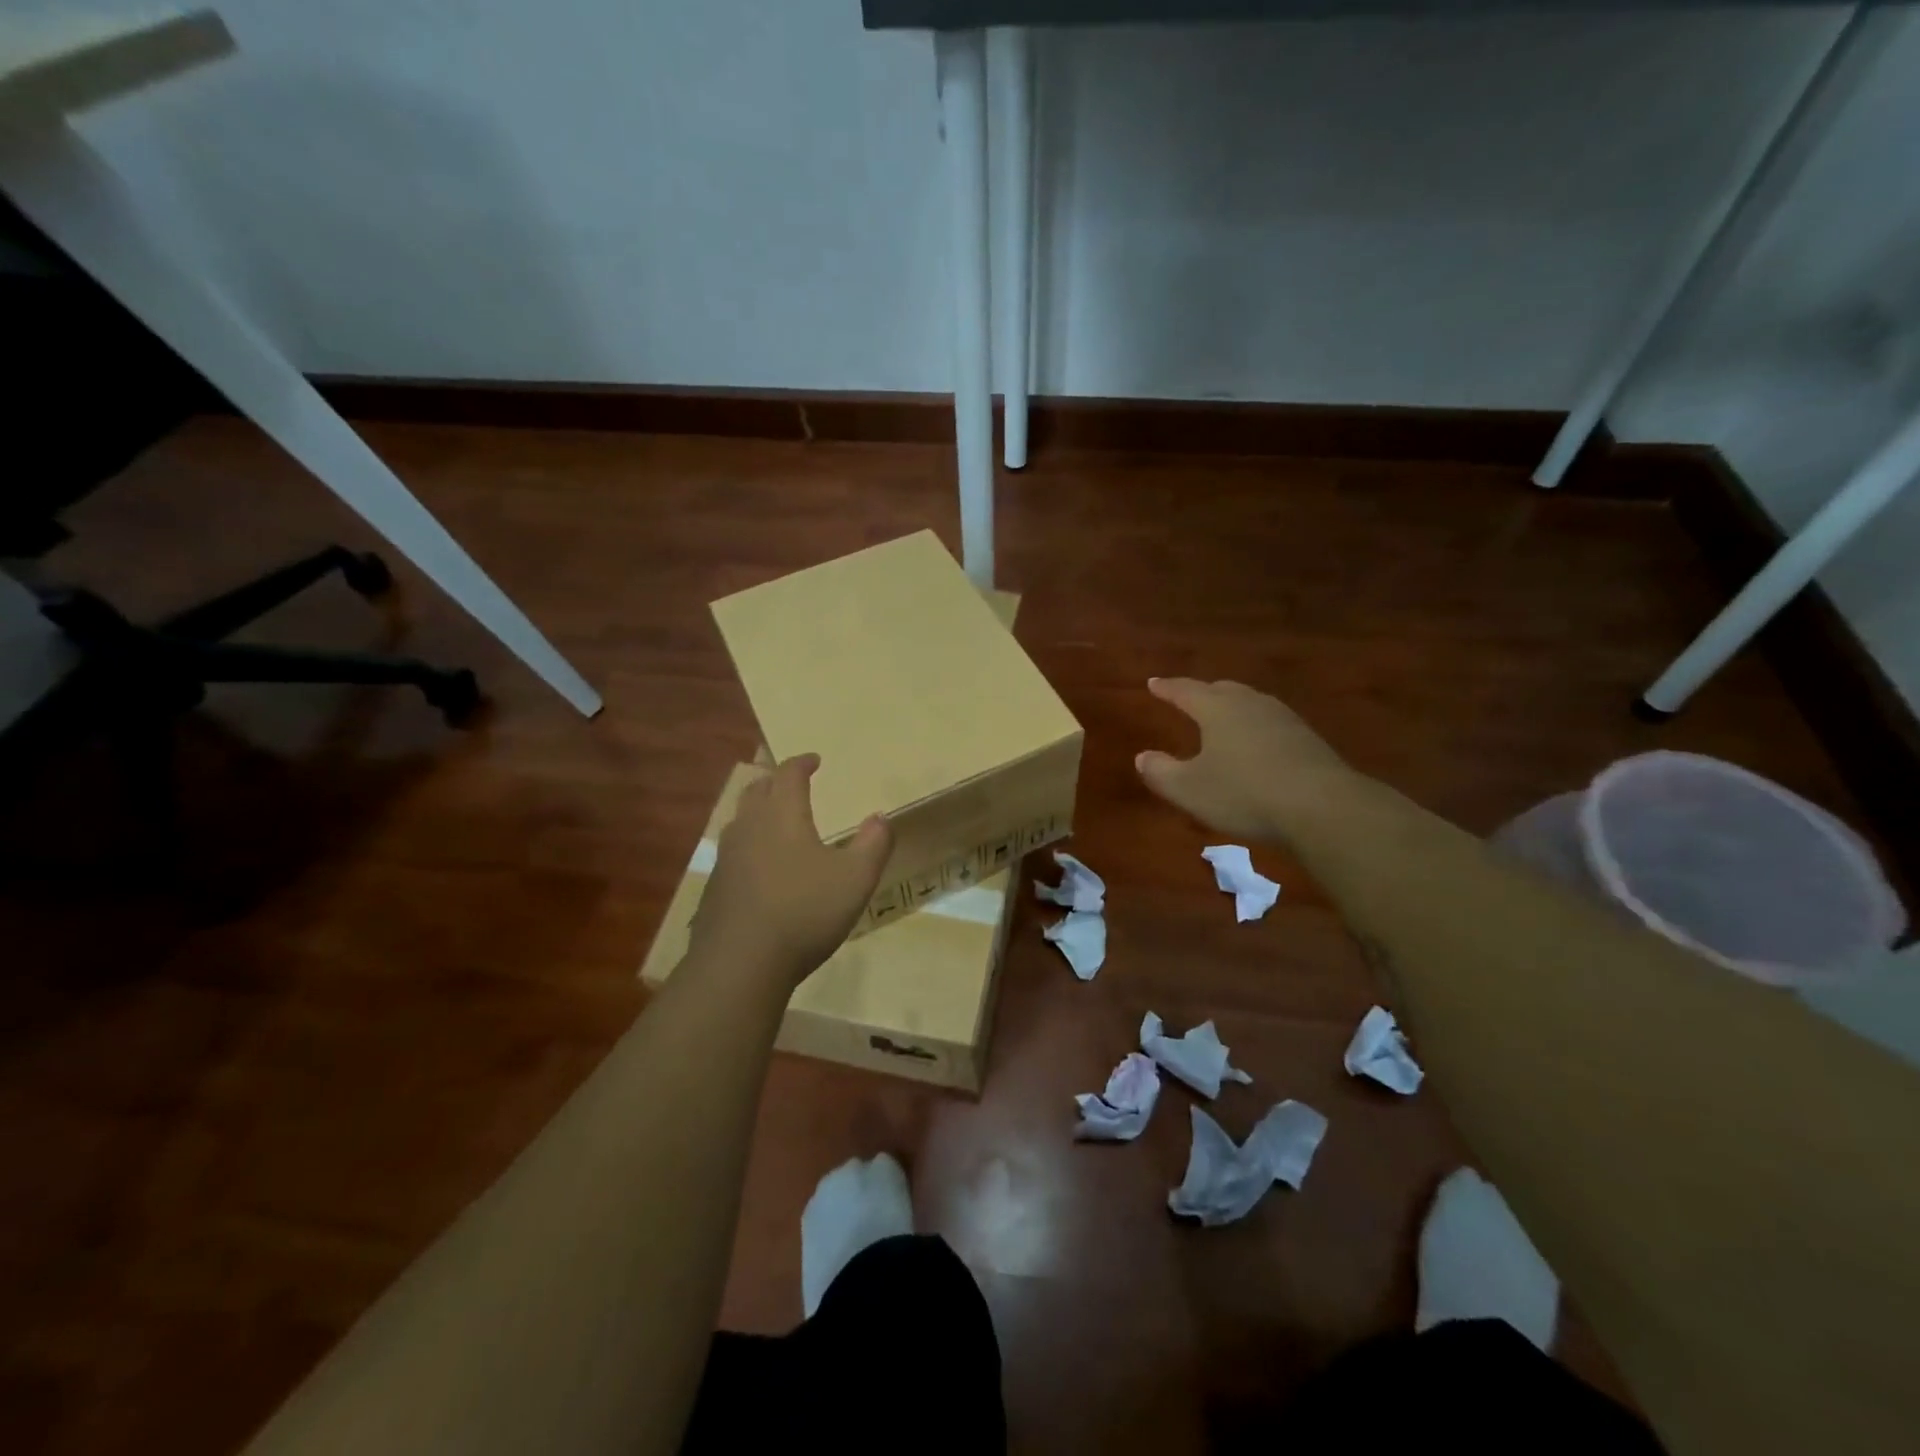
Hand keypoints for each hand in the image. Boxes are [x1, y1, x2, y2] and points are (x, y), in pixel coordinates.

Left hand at [689, 754, 892, 988]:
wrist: (740, 964)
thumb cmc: (804, 912)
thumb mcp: (856, 879)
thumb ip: (873, 844)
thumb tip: (880, 817)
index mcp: (783, 816)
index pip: (789, 775)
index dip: (802, 763)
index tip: (814, 760)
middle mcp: (750, 827)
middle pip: (757, 790)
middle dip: (774, 780)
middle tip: (789, 781)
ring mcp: (726, 858)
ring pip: (740, 819)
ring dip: (757, 809)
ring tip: (773, 818)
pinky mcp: (715, 887)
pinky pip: (732, 851)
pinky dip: (748, 843)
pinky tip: (758, 866)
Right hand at [1136, 678, 1351, 843]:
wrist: (1321, 806)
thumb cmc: (1243, 793)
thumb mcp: (1189, 789)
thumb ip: (1161, 772)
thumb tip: (1142, 757)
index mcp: (1217, 709)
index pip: (1185, 691)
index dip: (1167, 688)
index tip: (1153, 683)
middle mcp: (1250, 704)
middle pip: (1222, 690)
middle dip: (1202, 692)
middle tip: (1188, 696)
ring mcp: (1283, 719)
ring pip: (1250, 703)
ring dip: (1232, 707)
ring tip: (1223, 717)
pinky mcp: (1307, 739)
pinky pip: (1271, 723)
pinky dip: (1256, 727)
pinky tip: (1257, 744)